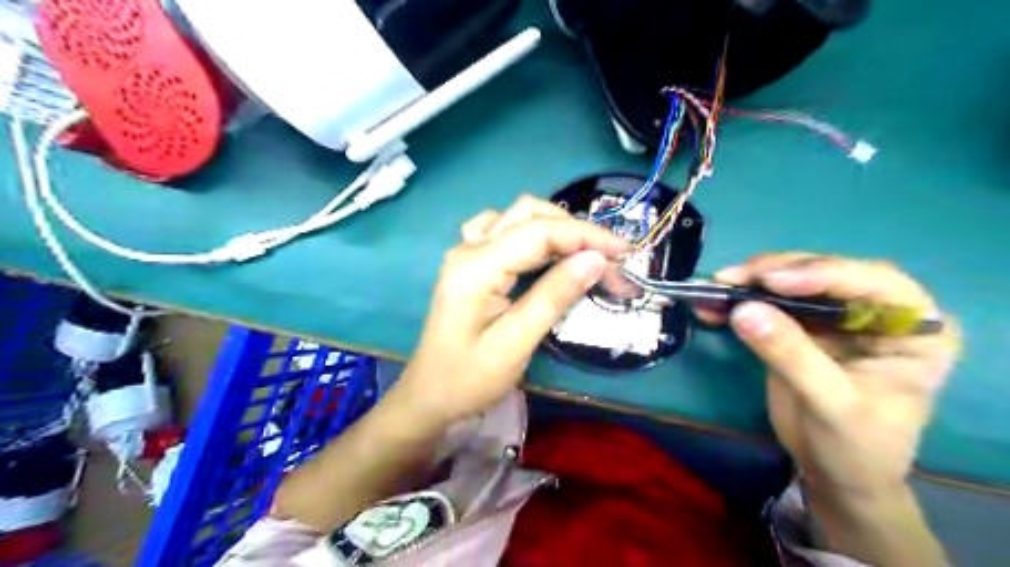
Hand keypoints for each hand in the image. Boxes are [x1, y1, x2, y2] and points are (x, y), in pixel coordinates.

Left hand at [395, 198, 628, 426]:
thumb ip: (554, 296)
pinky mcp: (469, 264)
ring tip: (586, 254)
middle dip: (575, 231)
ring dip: (556, 229)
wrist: (428, 397)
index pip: (539, 231)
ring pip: (517, 217)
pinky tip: (547, 254)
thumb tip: (596, 259)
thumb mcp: (516, 343)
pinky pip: (504, 231)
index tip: (625, 252)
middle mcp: (468, 247)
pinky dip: (534, 235)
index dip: (586, 235)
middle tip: (609, 260)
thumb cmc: (469, 380)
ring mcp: (465, 252)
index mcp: (476, 267)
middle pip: (528, 215)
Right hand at [709, 256, 955, 497]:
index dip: (822, 274)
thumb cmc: (856, 445)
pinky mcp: (801, 325)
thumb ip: (791, 354)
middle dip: (775, 272)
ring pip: (791, 281)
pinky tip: (712, 302)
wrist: (835, 472)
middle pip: (825, 273)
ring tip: (716, 287)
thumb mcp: (831, 403)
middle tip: (731, 278)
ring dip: (750, 282)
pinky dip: (739, 300)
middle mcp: (877, 311)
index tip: (772, 281)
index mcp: (914, 327)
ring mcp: (835, 315)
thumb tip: (743, 310)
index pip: (874, 283)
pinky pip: (768, 302)